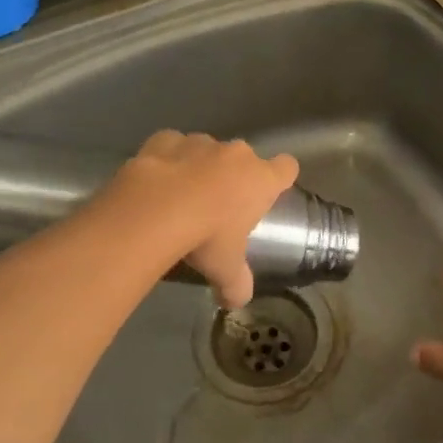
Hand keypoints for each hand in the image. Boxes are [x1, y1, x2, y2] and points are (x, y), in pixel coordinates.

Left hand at [103, 131, 299, 308]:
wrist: (156, 210)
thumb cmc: (206, 237)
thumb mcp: (225, 270)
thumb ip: (236, 285)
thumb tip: (236, 303)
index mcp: (260, 179)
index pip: (287, 167)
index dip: (281, 177)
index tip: (270, 191)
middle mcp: (235, 154)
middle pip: (244, 158)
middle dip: (234, 176)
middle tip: (218, 206)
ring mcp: (199, 142)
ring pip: (206, 150)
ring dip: (199, 167)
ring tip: (180, 196)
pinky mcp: (165, 139)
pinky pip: (172, 146)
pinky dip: (166, 160)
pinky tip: (156, 182)